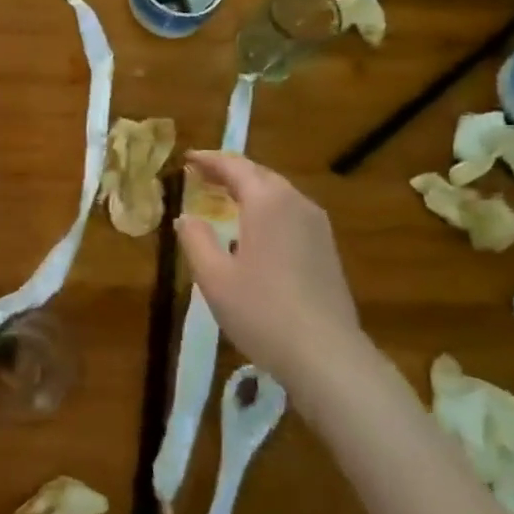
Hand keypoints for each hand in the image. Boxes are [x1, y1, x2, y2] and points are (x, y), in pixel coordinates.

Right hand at [174, 150, 364, 383]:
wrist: (327, 355)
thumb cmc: (262, 311)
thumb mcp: (214, 277)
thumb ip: (195, 240)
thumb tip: (186, 217)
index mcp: (267, 201)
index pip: (234, 166)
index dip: (209, 160)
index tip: (188, 158)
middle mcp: (296, 202)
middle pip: (259, 174)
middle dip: (229, 171)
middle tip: (202, 176)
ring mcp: (317, 225)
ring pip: (278, 193)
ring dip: (250, 190)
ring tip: (224, 199)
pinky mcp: (327, 248)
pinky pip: (291, 212)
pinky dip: (267, 209)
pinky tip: (254, 230)